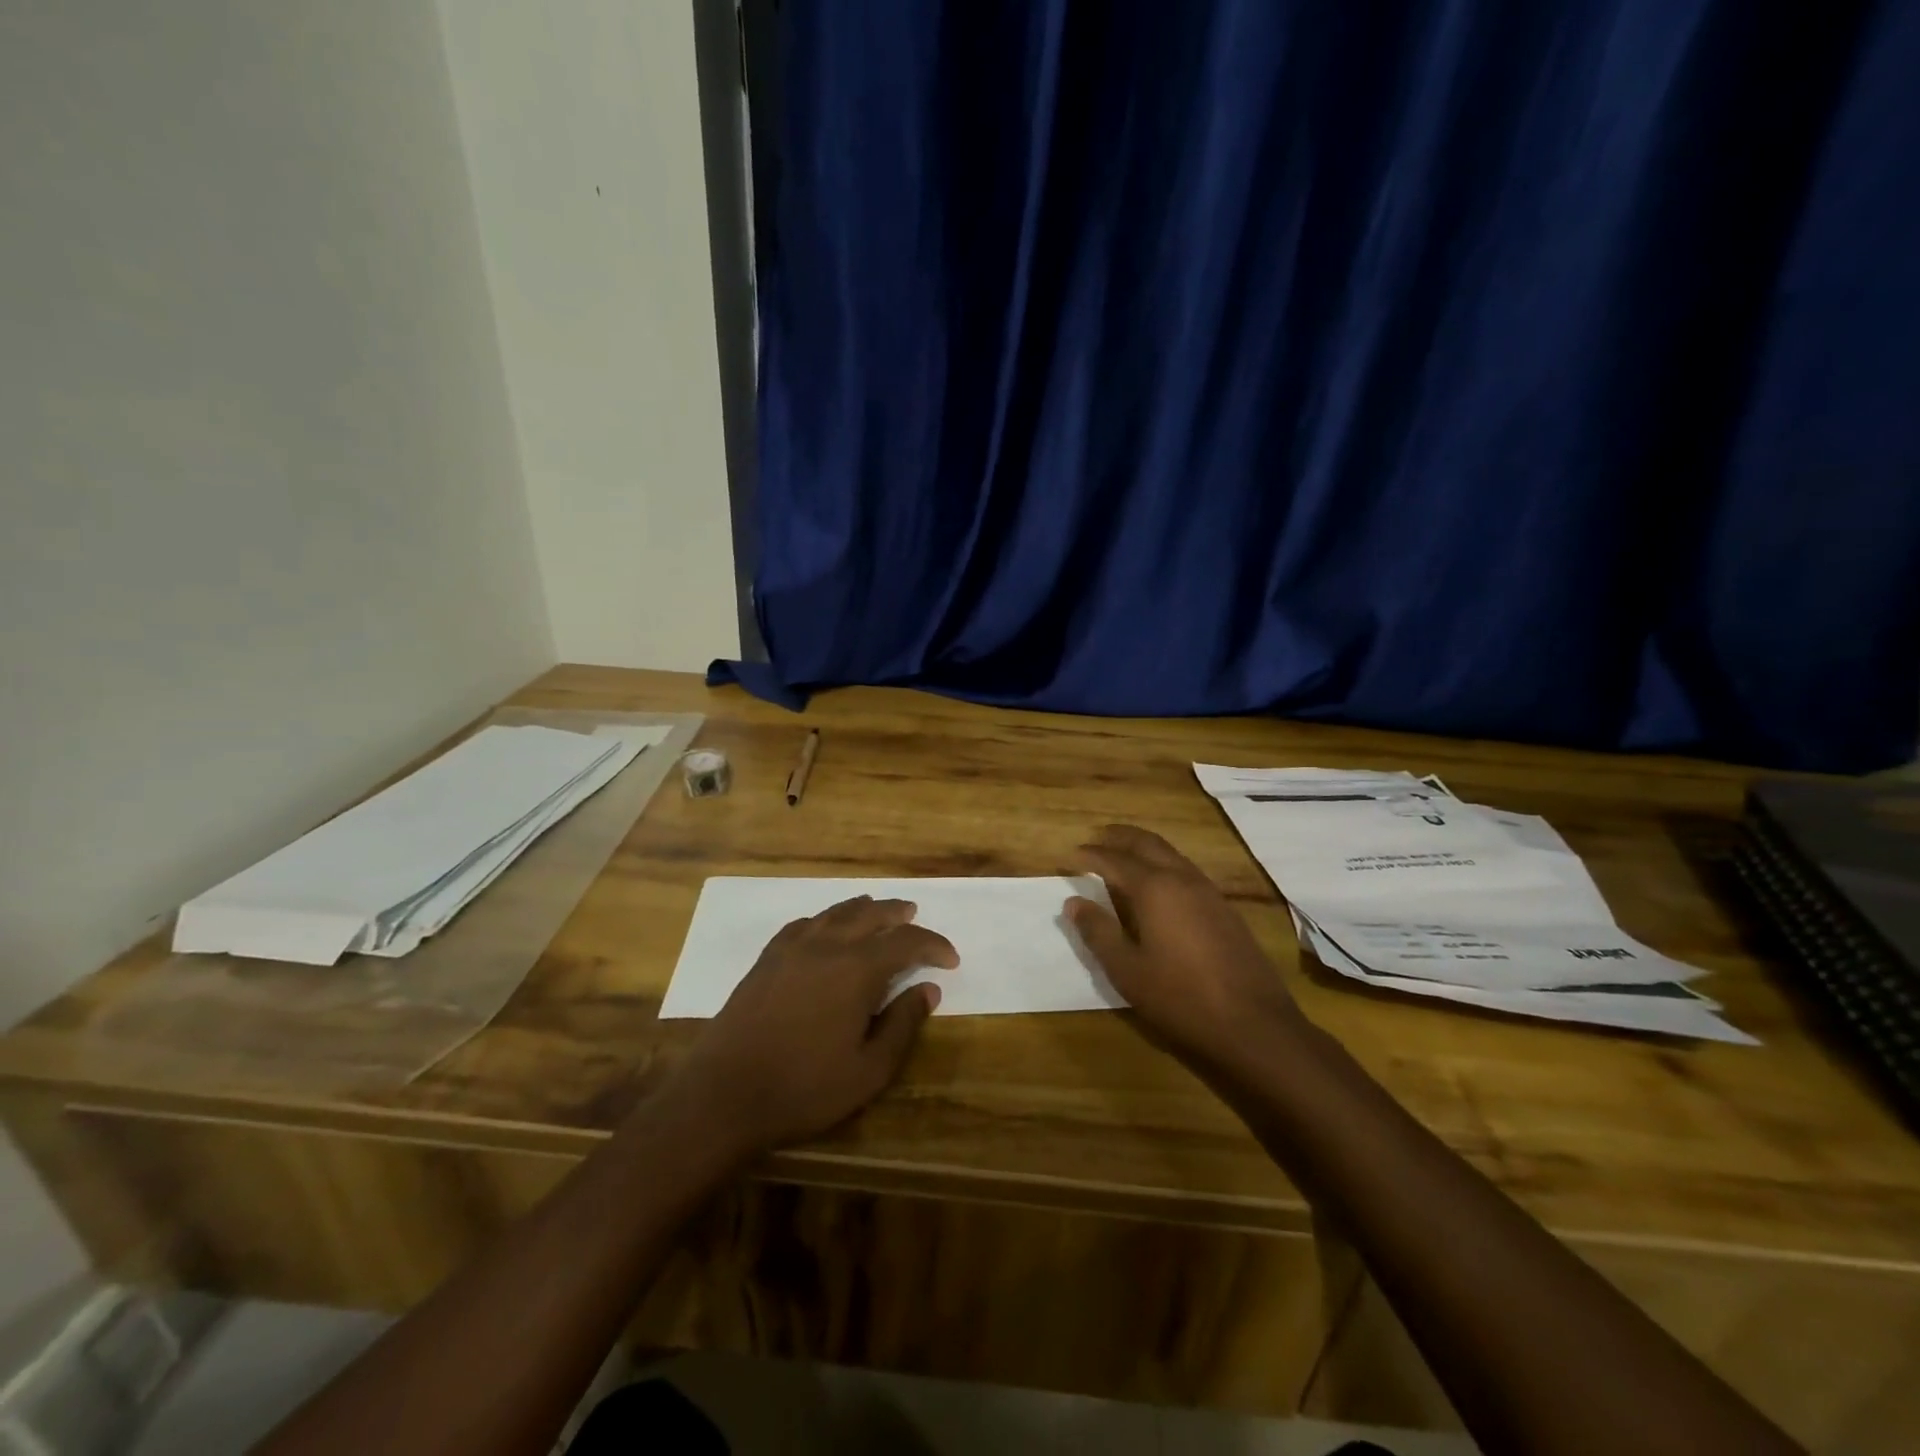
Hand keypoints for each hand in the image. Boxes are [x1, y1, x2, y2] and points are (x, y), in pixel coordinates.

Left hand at [669, 896, 957, 1156]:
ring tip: (877, 908)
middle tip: (914, 915)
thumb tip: (928, 990)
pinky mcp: (766, 959)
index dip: (933, 946)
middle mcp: (827, 946)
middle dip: (896, 914)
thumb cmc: (804, 1088)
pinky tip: (825, 927)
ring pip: (835, 913)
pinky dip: (824, 920)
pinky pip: (803, 925)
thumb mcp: (868, 1070)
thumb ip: (903, 1025)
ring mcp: (792, 949)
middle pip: (869, 915)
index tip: (950, 959)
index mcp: (857, 969)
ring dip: (862, 908)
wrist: (725, 1094)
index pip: (906, 942)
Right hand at [1068, 825, 1301, 1067]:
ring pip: (1171, 854)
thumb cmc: (1181, 997)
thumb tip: (1073, 902)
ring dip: (1144, 847)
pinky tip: (1159, 885)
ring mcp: (1209, 892)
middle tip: (1097, 836)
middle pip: (1147, 843)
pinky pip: (1187, 870)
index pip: (1114, 860)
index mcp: (1154, 888)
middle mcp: (1182, 878)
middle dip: (1119, 837)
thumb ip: (1098, 932)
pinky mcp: (1225, 909)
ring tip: (1124, 854)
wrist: (1255, 1024)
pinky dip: (1164, 864)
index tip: (1070, 855)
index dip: (1089, 855)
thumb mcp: (1127, 970)